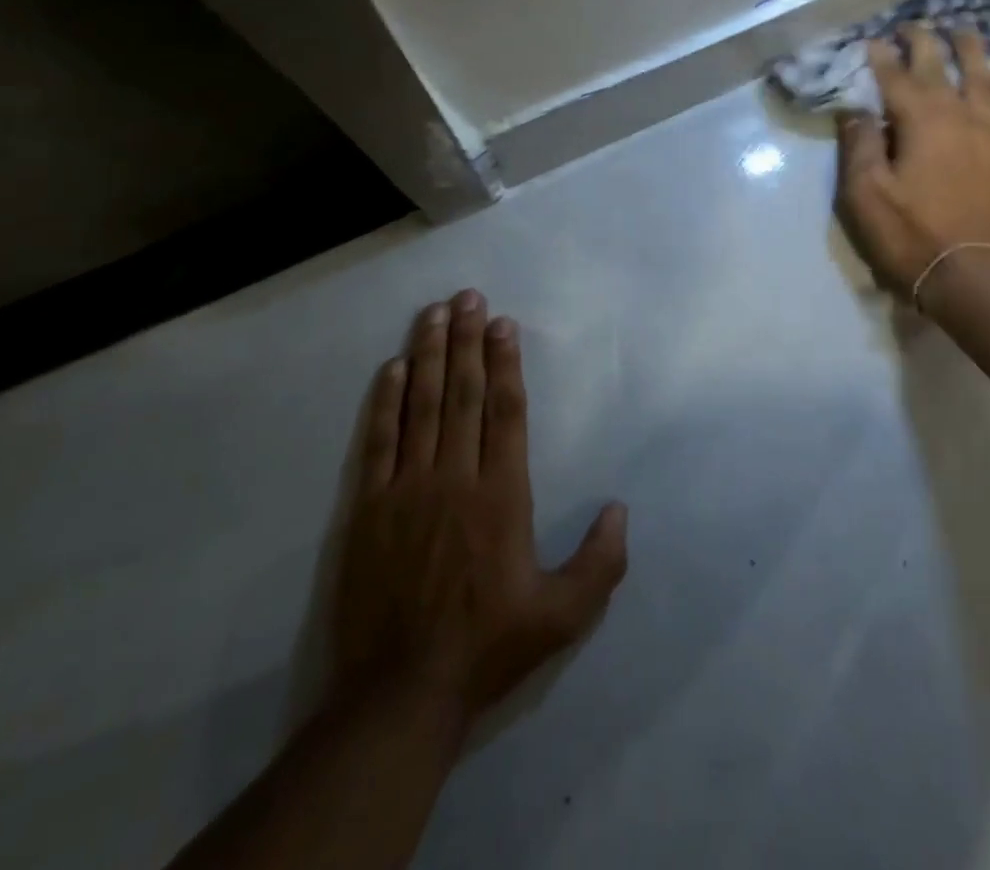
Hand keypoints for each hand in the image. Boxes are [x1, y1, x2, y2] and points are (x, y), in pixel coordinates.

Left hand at [333, 291, 627, 733]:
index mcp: (502, 495)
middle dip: (467, 340)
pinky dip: (387, 400)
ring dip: (429, 355)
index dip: (506, 362)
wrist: (399, 693)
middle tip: (468, 296)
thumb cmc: (487, 647)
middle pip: (464, 394)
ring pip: (422, 406)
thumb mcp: (562, 617)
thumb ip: (600, 562)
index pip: (506, 412)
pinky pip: (380, 440)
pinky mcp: (369, 508)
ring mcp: (407, 489)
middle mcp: (455, 478)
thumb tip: (619, 508)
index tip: (503, 324)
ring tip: (434, 313)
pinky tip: (393, 368)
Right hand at [833, 23, 989, 296]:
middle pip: (945, 64)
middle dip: (926, 40)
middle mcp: (964, 114)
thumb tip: (856, 109)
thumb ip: (859, 145)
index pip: (897, 74)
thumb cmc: (911, 236)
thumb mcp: (866, 194)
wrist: (976, 278)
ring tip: (966, 33)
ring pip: (989, 77)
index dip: (882, 55)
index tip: (872, 39)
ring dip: (974, 51)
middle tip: (914, 25)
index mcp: (923, 119)